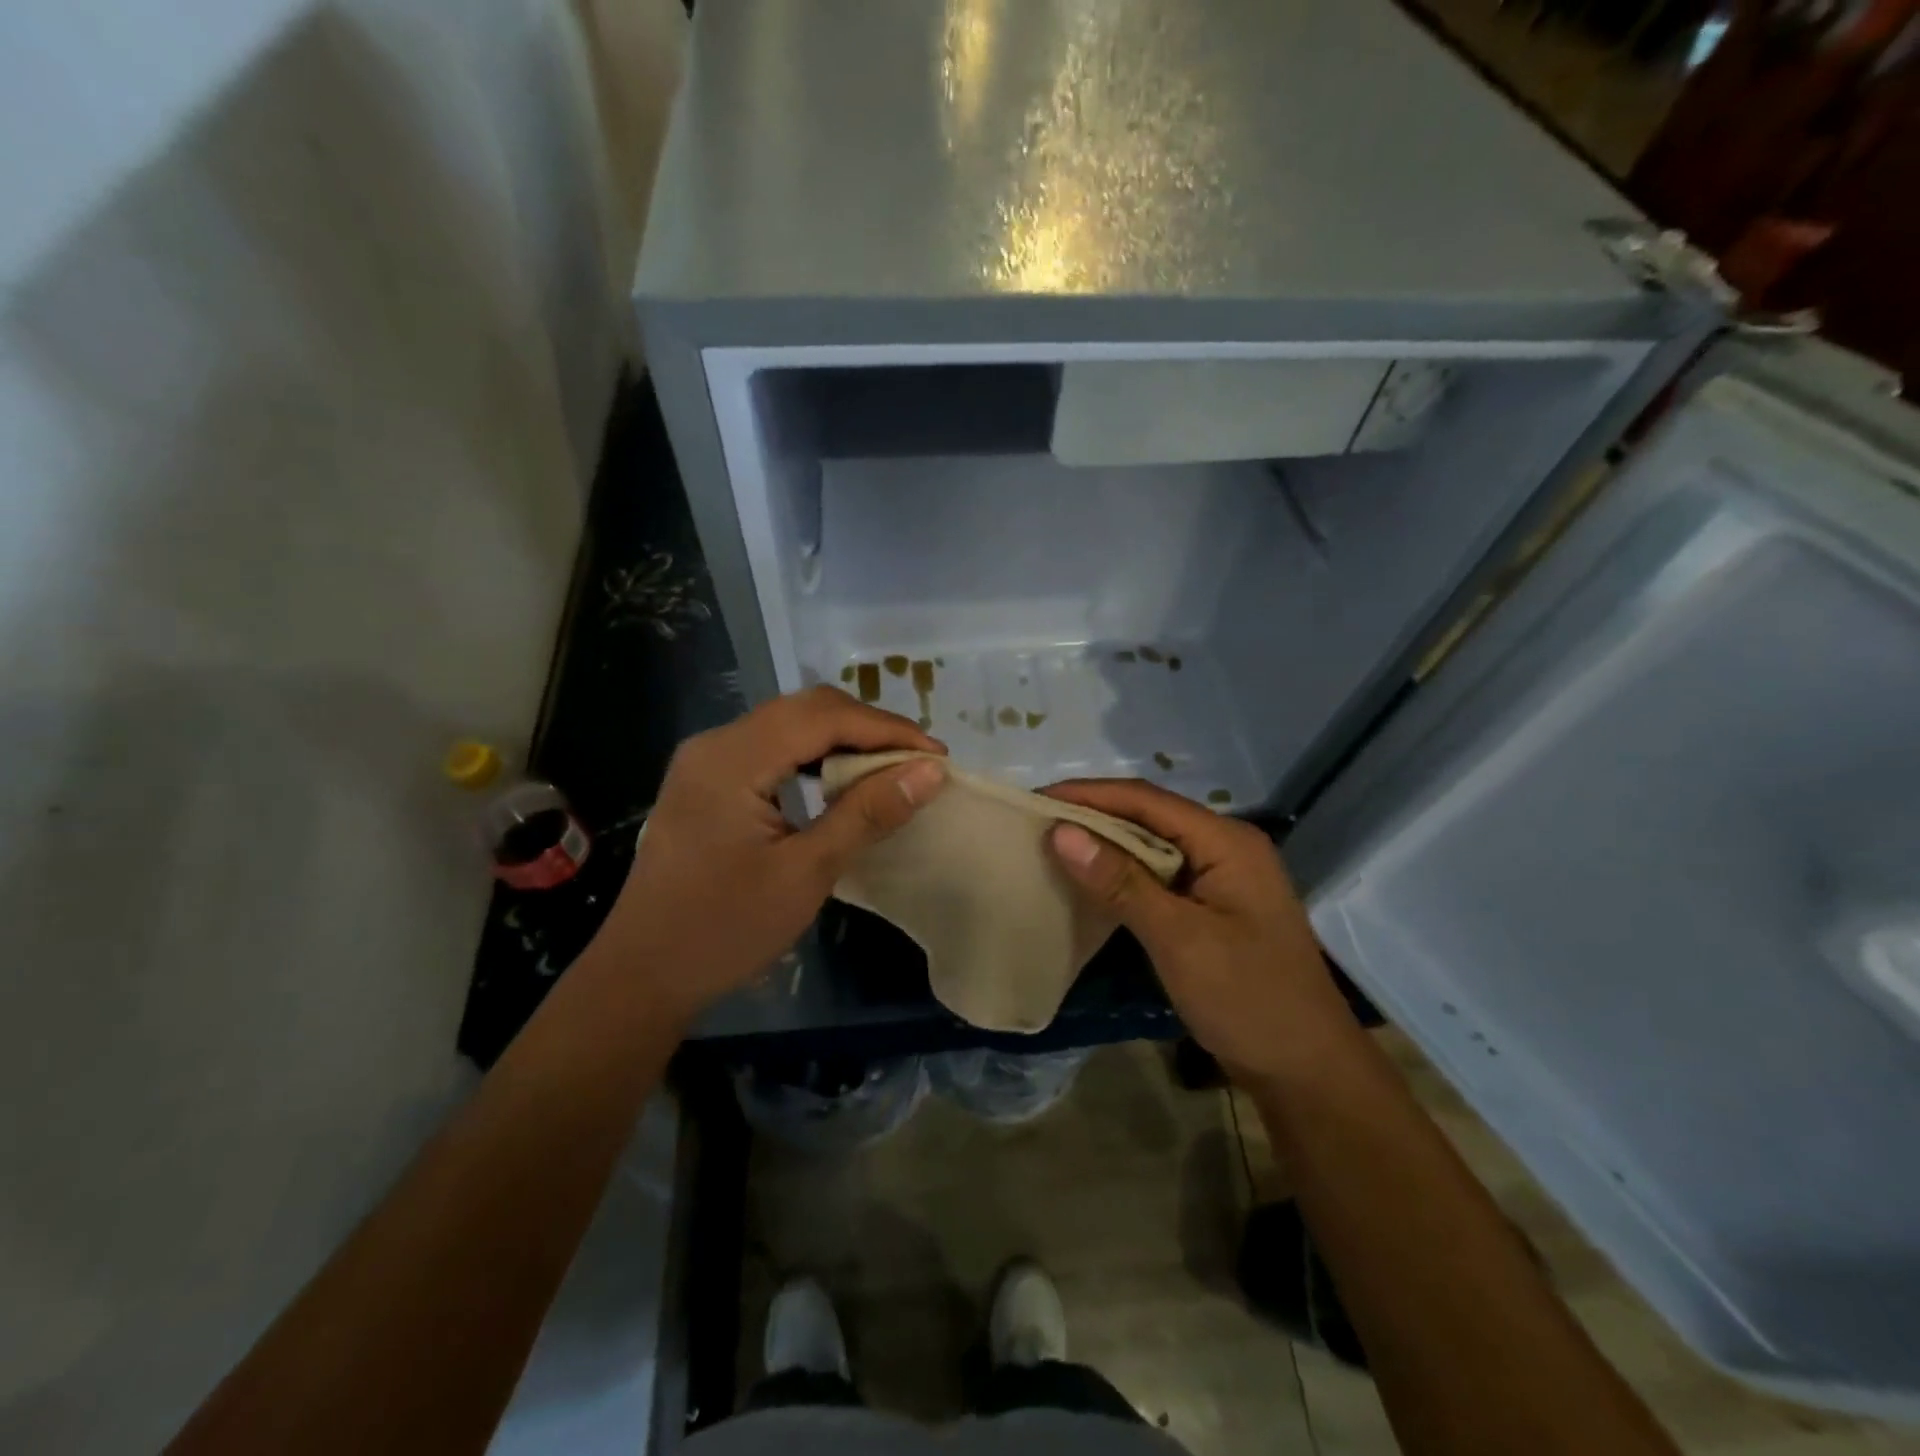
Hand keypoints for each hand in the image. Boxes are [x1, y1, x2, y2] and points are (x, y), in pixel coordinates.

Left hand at [599, 686, 947, 1022]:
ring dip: (843, 739)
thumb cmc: (724, 930)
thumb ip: (867, 814)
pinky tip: (840, 782)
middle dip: (868, 729)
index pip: (823, 716)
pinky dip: (814, 756)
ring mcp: (707, 760)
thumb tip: (929, 772)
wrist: (642, 975)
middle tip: (917, 763)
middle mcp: (715, 743)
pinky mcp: (708, 781)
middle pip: (806, 709)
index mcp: (732, 758)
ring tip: (889, 770)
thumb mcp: (806, 873)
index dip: (886, 729)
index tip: (936, 756)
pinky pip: (772, 748)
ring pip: (789, 724)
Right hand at [1041, 779, 1347, 1080]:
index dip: (1089, 794)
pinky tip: (1090, 883)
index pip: (1147, 800)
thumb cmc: (1247, 999)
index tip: (1036, 798)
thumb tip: (1060, 832)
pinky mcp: (1212, 908)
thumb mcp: (1179, 939)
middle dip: (1093, 815)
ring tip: (1052, 846)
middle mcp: (1225, 848)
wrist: (1307, 1072)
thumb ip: (1120, 882)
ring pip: (1152, 846)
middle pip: (1149, 816)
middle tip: (1036, 822)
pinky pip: (1159, 876)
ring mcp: (1221, 879)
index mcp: (1227, 842)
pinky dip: (1123, 875)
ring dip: (1105, 845)